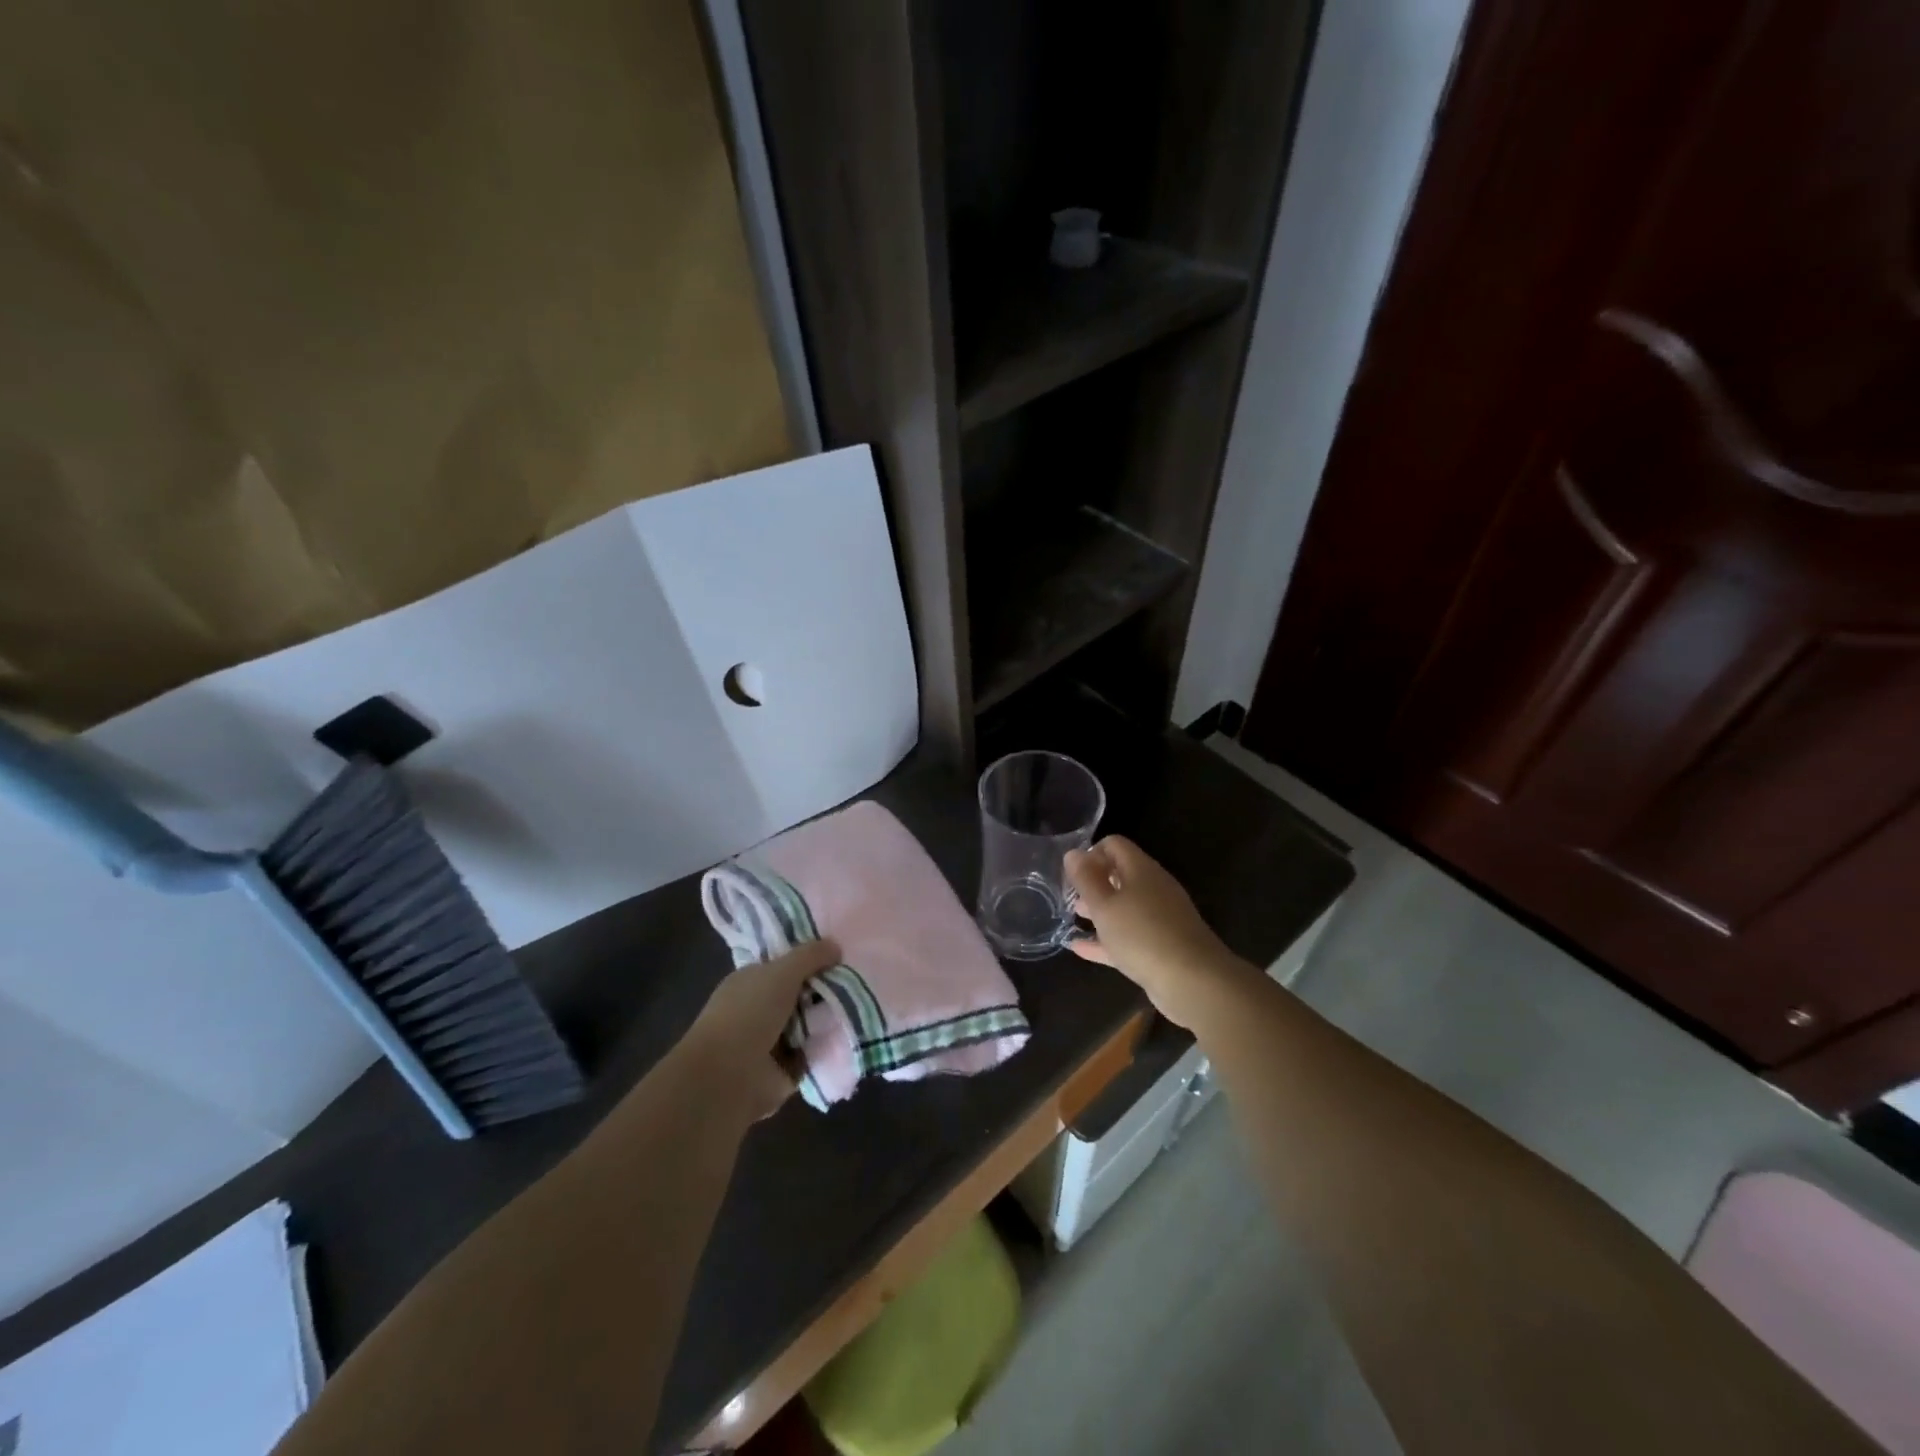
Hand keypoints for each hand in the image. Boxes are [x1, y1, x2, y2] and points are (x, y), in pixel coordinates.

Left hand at [681, 939, 839, 1121]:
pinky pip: (814, 1052)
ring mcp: (771, 1041)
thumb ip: (810, 955)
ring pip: (811, 1023)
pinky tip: (853, 1035)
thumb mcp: (782, 972)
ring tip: (860, 1008)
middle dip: (826, 990)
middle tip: (855, 984)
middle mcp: (760, 1008)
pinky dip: (829, 1047)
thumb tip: (835, 946)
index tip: (840, 959)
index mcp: (751, 981)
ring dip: (830, 1019)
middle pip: (802, 993)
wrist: (727, 1078)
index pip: (785, 965)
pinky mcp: (784, 1069)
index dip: (811, 961)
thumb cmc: (749, 1014)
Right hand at [1065, 837, 1253, 1028]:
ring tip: (1073, 917)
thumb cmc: (1141, 935)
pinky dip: (1106, 939)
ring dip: (1100, 909)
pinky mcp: (1161, 946)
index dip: (1091, 852)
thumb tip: (1073, 853)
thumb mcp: (1104, 905)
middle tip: (1069, 895)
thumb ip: (1086, 878)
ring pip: (1125, 907)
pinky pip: (1129, 936)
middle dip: (1094, 882)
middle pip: (1120, 875)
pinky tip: (1080, 948)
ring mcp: (1160, 918)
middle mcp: (1153, 888)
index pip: (1114, 845)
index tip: (1072, 872)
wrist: (1192, 981)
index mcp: (1141, 870)